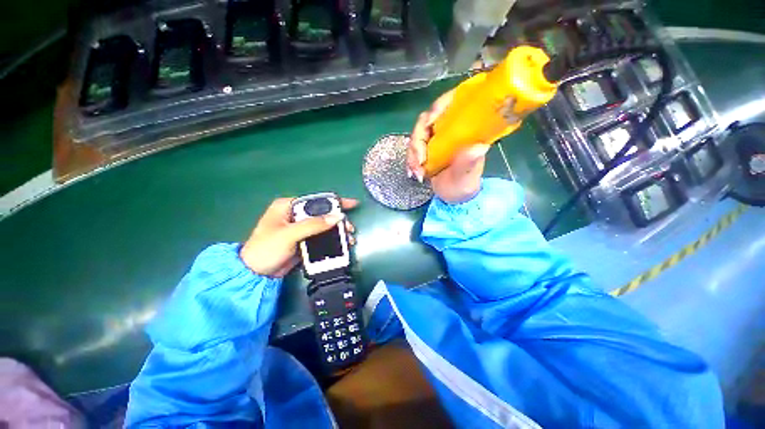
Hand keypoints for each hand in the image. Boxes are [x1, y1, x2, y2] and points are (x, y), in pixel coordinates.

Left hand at [240, 198, 358, 276]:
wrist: (256, 274)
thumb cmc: (266, 249)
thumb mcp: (289, 235)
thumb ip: (313, 225)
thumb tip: (338, 217)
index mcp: (288, 206)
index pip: (316, 200)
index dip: (335, 202)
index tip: (352, 204)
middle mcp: (295, 214)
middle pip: (323, 213)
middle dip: (339, 220)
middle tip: (350, 228)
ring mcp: (300, 228)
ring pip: (324, 225)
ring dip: (338, 230)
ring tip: (349, 238)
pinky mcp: (304, 239)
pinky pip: (322, 236)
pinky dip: (333, 239)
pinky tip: (342, 243)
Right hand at [407, 90, 489, 203]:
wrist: (455, 196)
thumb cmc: (464, 185)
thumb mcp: (467, 177)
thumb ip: (469, 164)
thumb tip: (479, 148)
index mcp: (464, 130)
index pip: (450, 105)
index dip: (437, 108)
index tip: (429, 123)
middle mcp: (448, 130)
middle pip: (426, 121)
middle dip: (418, 141)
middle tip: (418, 162)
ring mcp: (435, 139)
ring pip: (417, 136)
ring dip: (412, 154)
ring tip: (416, 173)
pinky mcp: (426, 149)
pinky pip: (413, 149)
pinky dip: (410, 160)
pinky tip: (412, 172)